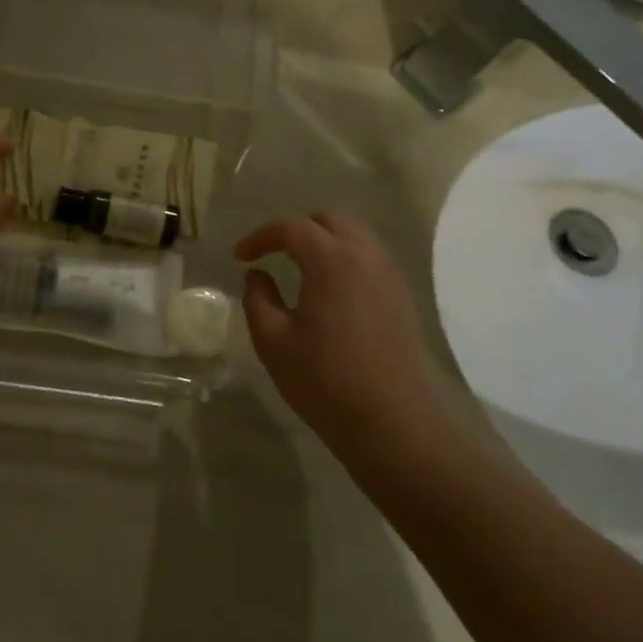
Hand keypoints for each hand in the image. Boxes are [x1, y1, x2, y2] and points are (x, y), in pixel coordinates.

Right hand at [236, 211, 440, 452]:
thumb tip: (258, 276)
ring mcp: (389, 274)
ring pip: (355, 234)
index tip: (240, 257)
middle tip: (272, 253)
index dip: (261, 237)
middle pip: (330, 219)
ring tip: (300, 266)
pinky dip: (346, 256)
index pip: (291, 227)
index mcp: (332, 260)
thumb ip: (257, 299)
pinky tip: (330, 288)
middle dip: (296, 228)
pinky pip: (371, 256)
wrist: (391, 422)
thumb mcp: (273, 341)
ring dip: (325, 240)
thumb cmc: (324, 381)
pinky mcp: (402, 295)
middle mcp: (366, 255)